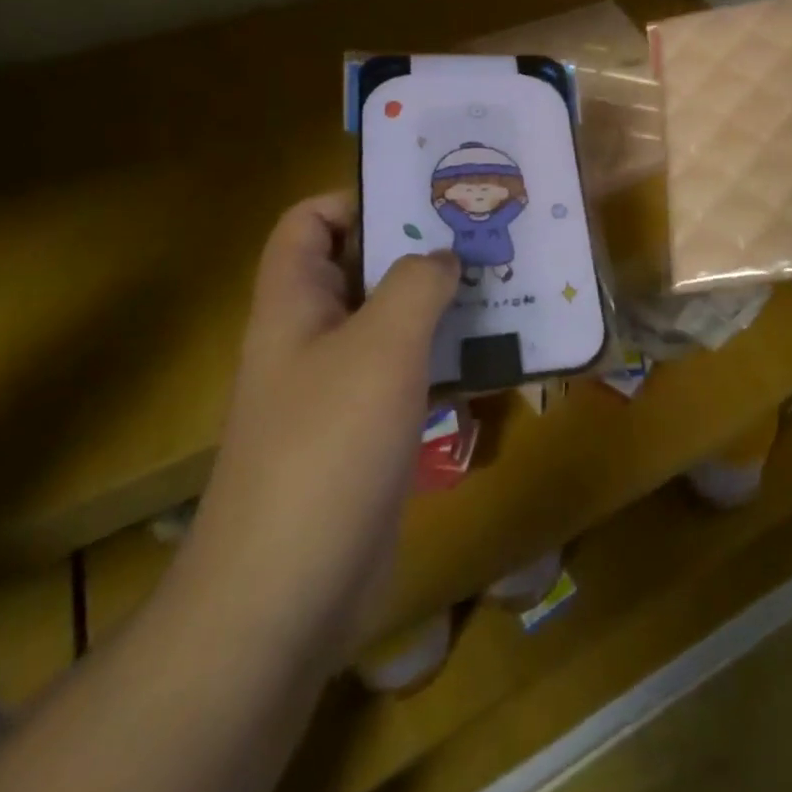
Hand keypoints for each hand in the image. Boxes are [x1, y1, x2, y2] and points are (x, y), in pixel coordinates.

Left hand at [170, 193, 457, 663]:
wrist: (288, 593)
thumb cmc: (327, 446)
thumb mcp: (381, 344)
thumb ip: (416, 283)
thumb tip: (442, 257)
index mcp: (295, 302)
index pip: (310, 221)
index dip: (358, 199)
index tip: (424, 198)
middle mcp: (312, 335)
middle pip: (360, 267)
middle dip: (418, 246)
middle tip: (483, 233)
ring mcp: (339, 387)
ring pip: (392, 321)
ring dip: (441, 302)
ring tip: (503, 281)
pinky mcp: (367, 431)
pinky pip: (409, 372)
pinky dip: (446, 355)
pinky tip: (496, 352)